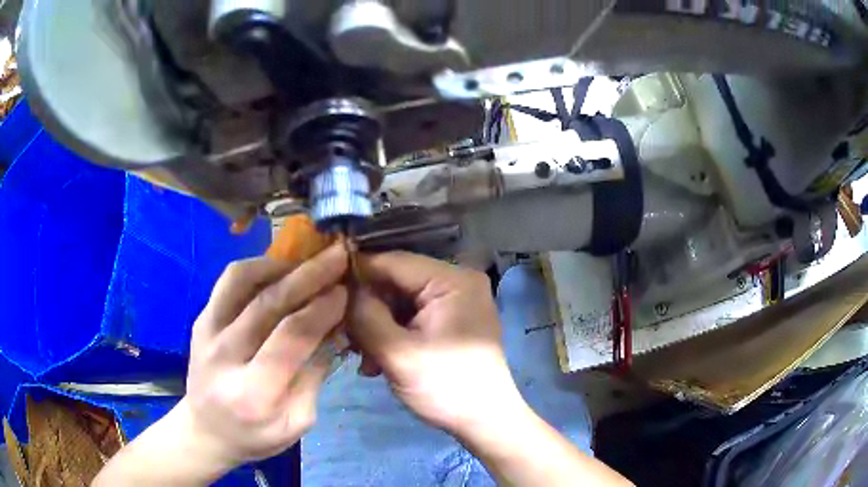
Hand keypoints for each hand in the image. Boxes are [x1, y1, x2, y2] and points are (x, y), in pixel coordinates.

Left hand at [182, 244, 347, 469]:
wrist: (205, 430)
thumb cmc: (255, 435)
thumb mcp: (298, 422)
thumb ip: (315, 376)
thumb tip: (335, 329)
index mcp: (254, 393)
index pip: (290, 339)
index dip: (320, 310)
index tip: (344, 291)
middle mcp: (225, 357)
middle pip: (267, 304)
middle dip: (308, 276)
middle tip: (337, 257)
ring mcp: (207, 333)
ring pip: (241, 281)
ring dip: (279, 265)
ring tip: (307, 262)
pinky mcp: (200, 320)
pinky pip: (228, 281)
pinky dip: (257, 268)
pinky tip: (279, 271)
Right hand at [349, 252, 526, 438]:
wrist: (484, 422)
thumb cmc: (446, 388)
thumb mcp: (397, 353)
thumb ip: (365, 315)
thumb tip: (342, 289)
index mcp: (452, 281)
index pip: (393, 262)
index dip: (357, 273)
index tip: (325, 291)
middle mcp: (457, 283)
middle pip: (396, 283)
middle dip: (367, 310)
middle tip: (344, 339)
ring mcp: (456, 303)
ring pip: (400, 303)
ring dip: (377, 328)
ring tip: (363, 360)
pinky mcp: (452, 322)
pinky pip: (413, 318)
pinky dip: (393, 335)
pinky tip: (378, 362)